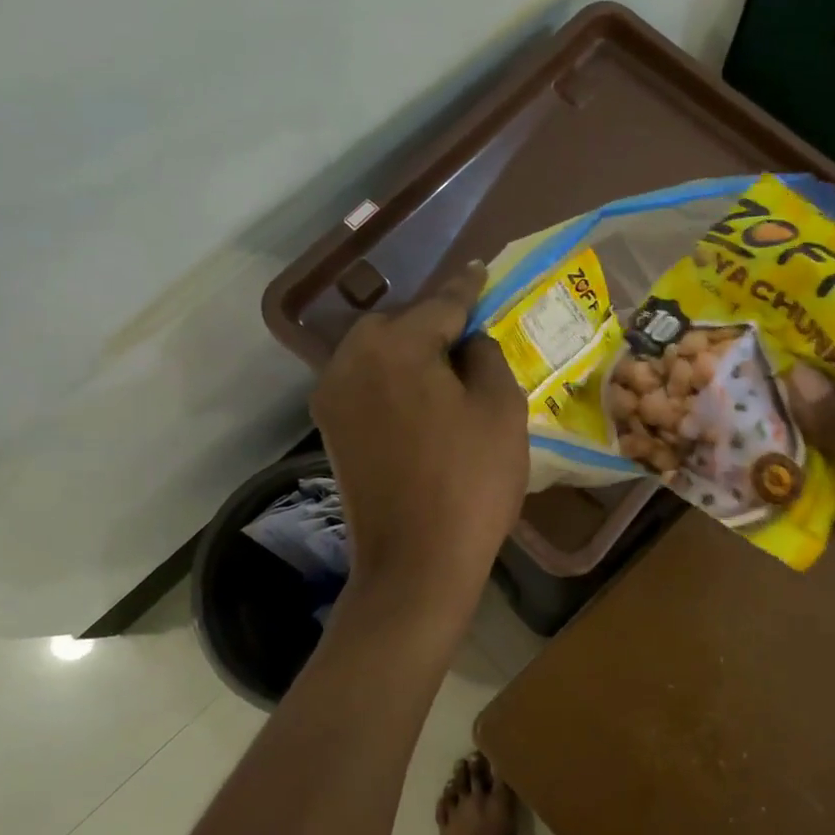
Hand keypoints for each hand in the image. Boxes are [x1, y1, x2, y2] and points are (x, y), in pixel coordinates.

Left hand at [312, 264, 528, 611]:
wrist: (416, 563)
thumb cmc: (471, 481)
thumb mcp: (502, 409)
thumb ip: (487, 356)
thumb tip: (467, 342)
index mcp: (395, 345)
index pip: (441, 304)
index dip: (468, 288)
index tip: (480, 271)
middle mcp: (351, 360)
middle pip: (400, 325)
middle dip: (434, 324)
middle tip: (471, 338)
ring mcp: (333, 398)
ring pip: (378, 354)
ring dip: (411, 353)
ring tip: (448, 371)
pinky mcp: (331, 431)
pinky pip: (367, 385)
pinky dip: (394, 381)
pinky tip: (422, 400)